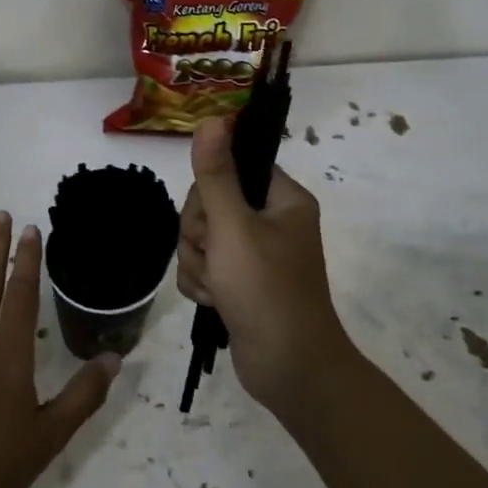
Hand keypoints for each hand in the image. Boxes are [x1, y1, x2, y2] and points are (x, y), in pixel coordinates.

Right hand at [177, 117, 355, 417]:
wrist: (289, 369)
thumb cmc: (266, 291)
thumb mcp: (234, 228)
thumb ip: (216, 174)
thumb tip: (212, 118)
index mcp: (282, 199)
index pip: (232, 168)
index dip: (210, 191)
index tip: (211, 217)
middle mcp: (271, 221)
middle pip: (209, 204)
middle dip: (199, 234)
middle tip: (214, 257)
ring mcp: (255, 253)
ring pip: (201, 237)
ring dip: (198, 263)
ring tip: (217, 288)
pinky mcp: (241, 281)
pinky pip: (204, 265)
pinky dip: (202, 282)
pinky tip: (213, 302)